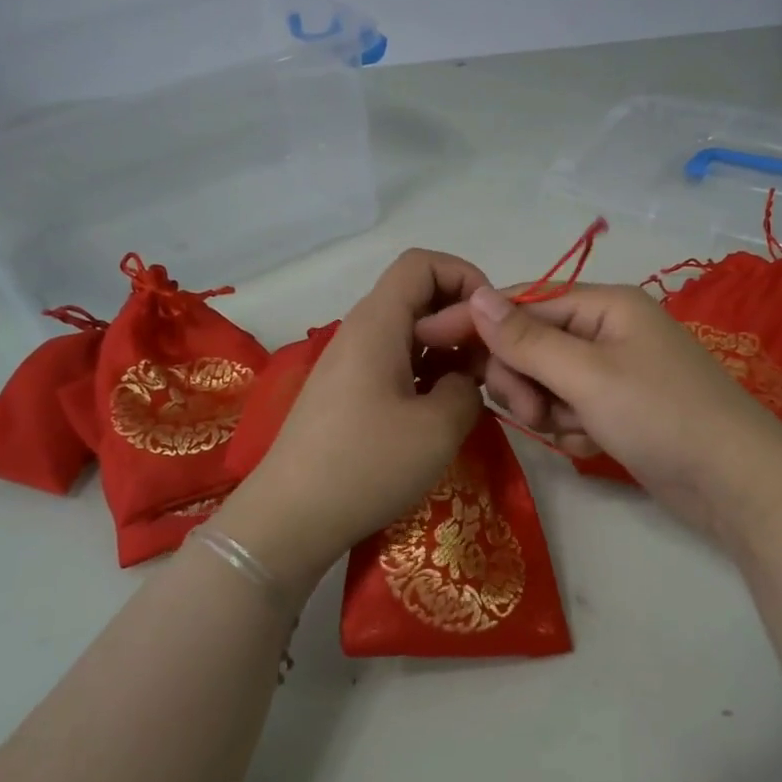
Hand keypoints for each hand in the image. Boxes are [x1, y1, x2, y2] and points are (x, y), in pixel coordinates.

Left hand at [216, 251, 487, 593]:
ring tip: (473, 391)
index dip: (465, 277)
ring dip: (446, 351)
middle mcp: (360, 332)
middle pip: (417, 296)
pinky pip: (395, 363)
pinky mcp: (346, 394)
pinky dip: (425, 374)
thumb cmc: (367, 465)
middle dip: (461, 320)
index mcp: (378, 323)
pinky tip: (441, 413)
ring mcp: (350, 364)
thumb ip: (467, 386)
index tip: (491, 323)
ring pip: (409, 333)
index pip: (422, 263)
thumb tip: (460, 378)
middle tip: (489, 364)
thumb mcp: (439, 427)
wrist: (290, 519)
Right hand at [417, 283, 781, 537]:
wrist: (735, 484)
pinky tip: (594, 444)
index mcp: (604, 305)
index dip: (478, 321)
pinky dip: (572, 428)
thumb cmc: (661, 415)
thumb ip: (528, 338)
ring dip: (548, 409)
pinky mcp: (620, 409)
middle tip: (533, 412)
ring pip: (547, 382)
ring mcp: (615, 372)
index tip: (429, 340)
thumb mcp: (587, 375)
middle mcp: (608, 331)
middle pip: (532, 344)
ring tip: (574, 431)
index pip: (523, 302)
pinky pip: (570, 409)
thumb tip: (477, 294)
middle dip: (524, 380)